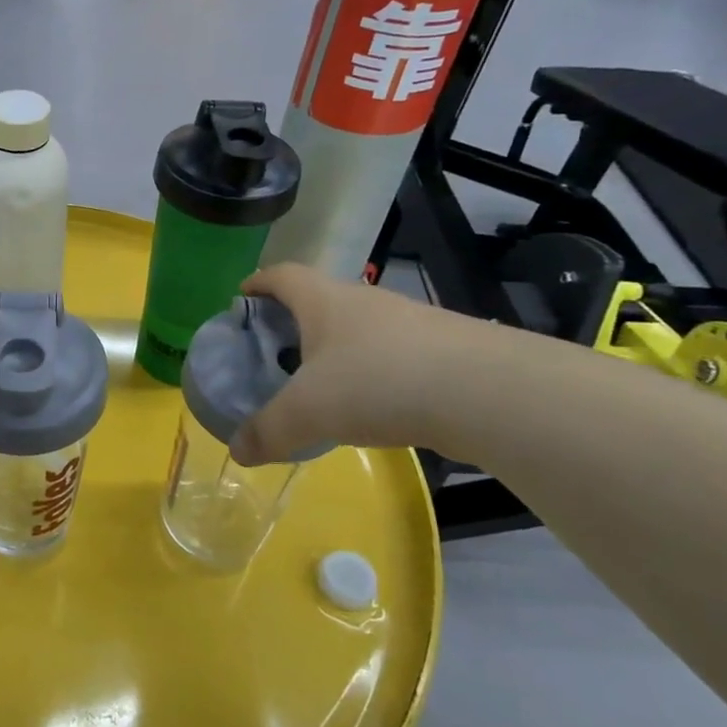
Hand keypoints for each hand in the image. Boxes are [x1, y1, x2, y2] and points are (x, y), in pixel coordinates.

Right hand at [231, 264, 473, 461]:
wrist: (489, 392)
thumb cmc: (377, 382)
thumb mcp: (307, 412)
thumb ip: (268, 430)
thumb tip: (237, 451)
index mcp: (324, 300)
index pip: (282, 275)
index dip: (258, 283)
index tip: (241, 298)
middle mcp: (366, 301)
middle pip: (319, 299)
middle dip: (292, 321)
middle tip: (273, 352)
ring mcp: (409, 322)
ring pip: (358, 328)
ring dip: (335, 348)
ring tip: (320, 384)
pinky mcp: (443, 349)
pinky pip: (391, 353)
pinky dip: (371, 371)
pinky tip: (372, 403)